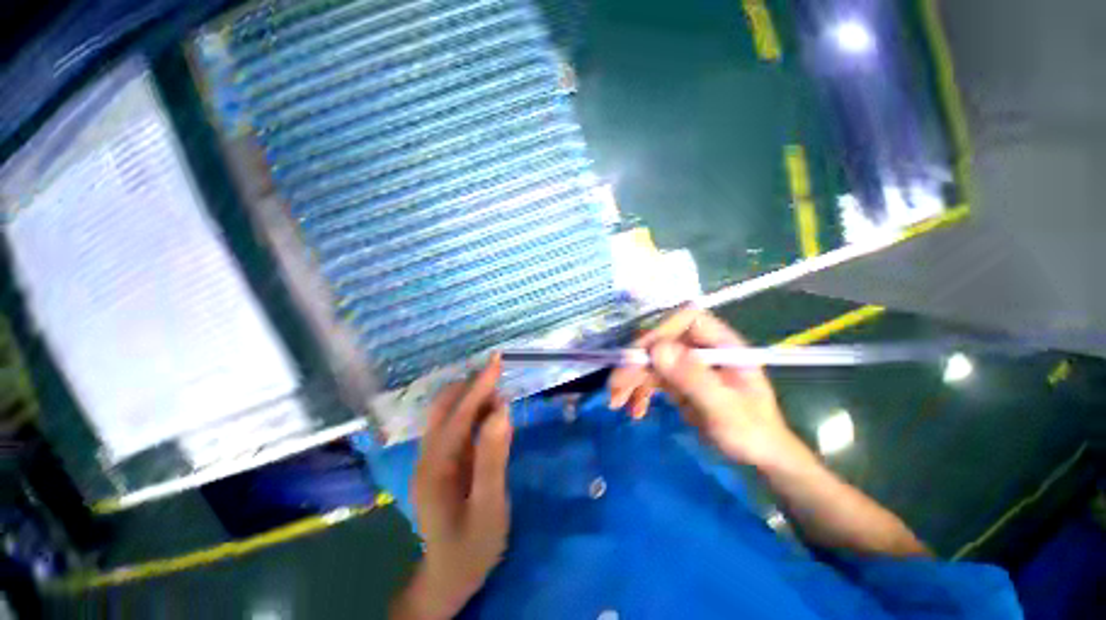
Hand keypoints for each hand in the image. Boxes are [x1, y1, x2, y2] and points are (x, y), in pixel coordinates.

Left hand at [392, 355, 512, 619]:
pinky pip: (456, 426)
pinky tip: (489, 411)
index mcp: (435, 467)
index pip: (458, 414)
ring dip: (472, 396)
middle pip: (445, 407)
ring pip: (448, 414)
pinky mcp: (441, 462)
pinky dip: (473, 411)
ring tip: (498, 387)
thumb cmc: (471, 547)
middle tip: (499, 370)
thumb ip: (493, 458)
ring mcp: (432, 459)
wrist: (449, 578)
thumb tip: (501, 410)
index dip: (479, 385)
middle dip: (471, 385)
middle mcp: (428, 456)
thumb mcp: (489, 507)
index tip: (497, 360)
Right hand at [609, 307, 812, 470]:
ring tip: (616, 402)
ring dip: (631, 379)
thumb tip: (656, 350)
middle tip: (615, 387)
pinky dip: (639, 391)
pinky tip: (634, 409)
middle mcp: (701, 348)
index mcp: (721, 344)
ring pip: (650, 360)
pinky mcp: (679, 379)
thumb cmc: (751, 433)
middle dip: (635, 363)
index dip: (660, 331)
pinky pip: (652, 378)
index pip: (686, 319)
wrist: (759, 456)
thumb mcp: (724, 408)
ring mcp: (688, 363)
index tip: (640, 356)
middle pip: (660, 341)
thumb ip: (693, 378)